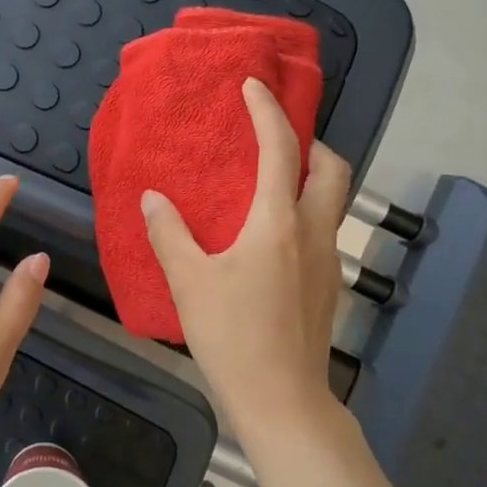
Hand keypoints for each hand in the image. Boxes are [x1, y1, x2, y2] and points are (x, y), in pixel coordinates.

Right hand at [141, 78, 348, 437]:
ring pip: (332, 200)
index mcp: (278, 223)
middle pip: (332, 168)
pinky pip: (324, 229)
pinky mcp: (329, 285)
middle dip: (310, 142)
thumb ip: (169, 233)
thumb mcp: (189, 282)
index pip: (280, 149)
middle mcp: (313, 232)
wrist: (282, 400)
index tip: (252, 86)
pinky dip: (305, 211)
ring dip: (310, 177)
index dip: (267, 111)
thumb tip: (154, 198)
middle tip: (276, 140)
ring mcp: (328, 260)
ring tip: (270, 182)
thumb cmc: (233, 336)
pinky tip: (273, 235)